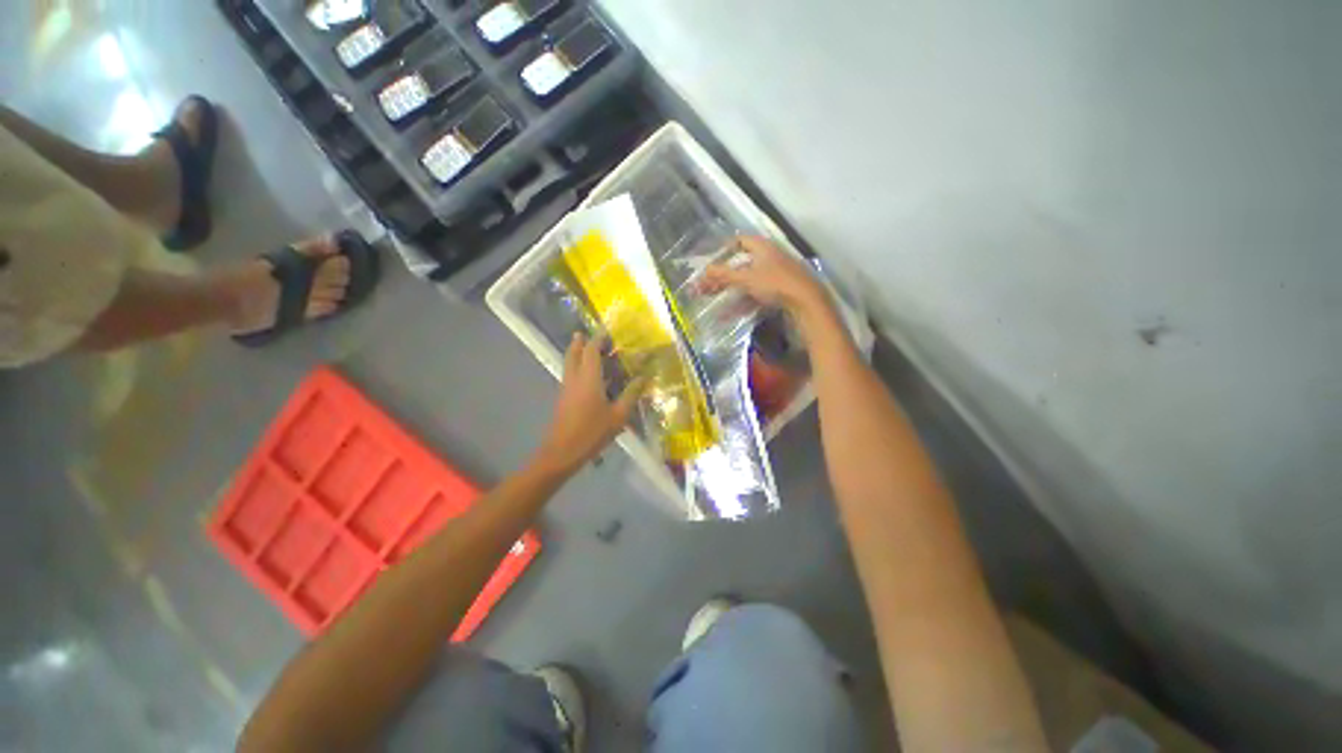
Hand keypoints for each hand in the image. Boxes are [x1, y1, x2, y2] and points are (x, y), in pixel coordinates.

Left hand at [534, 333, 644, 474]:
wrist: (561, 452)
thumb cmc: (592, 432)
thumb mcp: (618, 415)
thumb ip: (631, 394)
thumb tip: (643, 377)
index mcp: (588, 378)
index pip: (591, 350)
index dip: (598, 338)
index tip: (606, 330)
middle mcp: (574, 378)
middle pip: (574, 353)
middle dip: (581, 342)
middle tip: (590, 335)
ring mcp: (566, 388)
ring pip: (570, 363)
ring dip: (578, 354)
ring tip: (592, 352)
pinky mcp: (563, 398)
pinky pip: (571, 375)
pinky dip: (578, 368)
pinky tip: (591, 377)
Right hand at [701, 236, 829, 315]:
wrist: (806, 301)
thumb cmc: (775, 283)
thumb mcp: (745, 278)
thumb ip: (723, 275)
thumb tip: (703, 272)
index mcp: (763, 247)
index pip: (740, 241)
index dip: (725, 250)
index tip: (712, 263)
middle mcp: (771, 256)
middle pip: (742, 263)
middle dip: (725, 275)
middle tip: (710, 286)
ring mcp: (778, 272)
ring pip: (750, 279)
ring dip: (733, 289)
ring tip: (719, 299)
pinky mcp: (782, 288)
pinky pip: (758, 291)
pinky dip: (745, 299)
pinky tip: (736, 311)